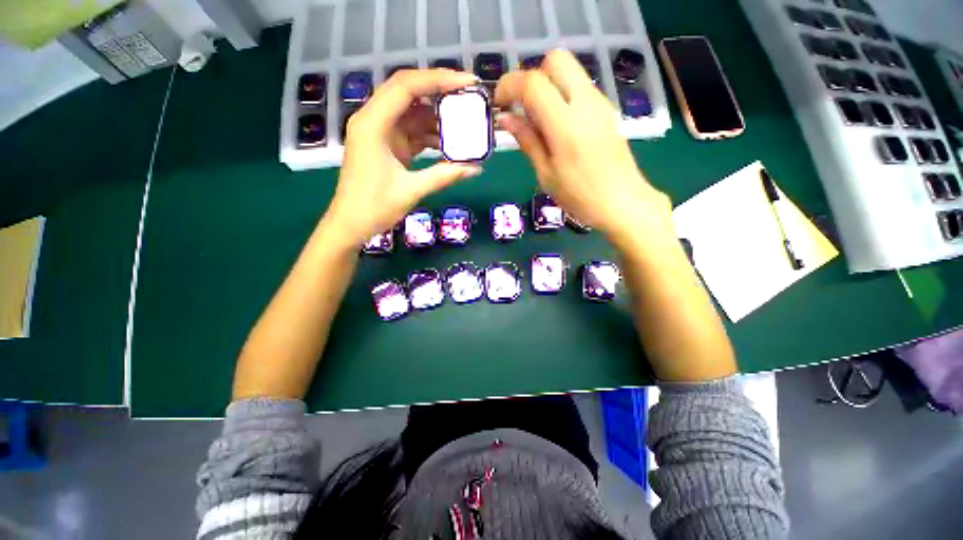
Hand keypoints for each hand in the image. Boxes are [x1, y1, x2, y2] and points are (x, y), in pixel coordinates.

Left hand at [326, 69, 481, 247]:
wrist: (350, 225)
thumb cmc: (374, 207)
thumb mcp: (412, 190)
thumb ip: (444, 175)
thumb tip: (476, 168)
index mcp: (372, 124)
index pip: (407, 86)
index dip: (439, 79)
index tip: (468, 83)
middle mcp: (373, 120)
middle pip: (409, 93)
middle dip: (440, 92)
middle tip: (469, 97)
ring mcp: (379, 133)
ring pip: (412, 114)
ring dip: (437, 118)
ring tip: (465, 122)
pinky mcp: (386, 146)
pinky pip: (411, 132)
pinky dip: (429, 136)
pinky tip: (449, 143)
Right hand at [494, 50, 672, 247]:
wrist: (622, 202)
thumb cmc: (579, 195)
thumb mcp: (546, 173)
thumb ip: (527, 140)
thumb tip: (505, 118)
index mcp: (565, 124)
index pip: (533, 83)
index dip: (510, 85)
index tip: (499, 103)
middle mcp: (585, 102)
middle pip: (556, 60)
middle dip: (531, 76)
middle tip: (521, 106)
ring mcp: (599, 103)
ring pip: (569, 71)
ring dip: (547, 85)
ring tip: (537, 119)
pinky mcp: (605, 109)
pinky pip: (579, 87)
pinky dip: (561, 94)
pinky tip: (556, 125)